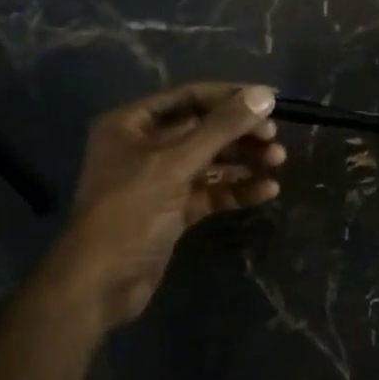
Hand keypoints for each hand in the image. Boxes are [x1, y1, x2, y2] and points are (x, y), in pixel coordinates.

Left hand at [53, 83, 282, 329]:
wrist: (100, 284)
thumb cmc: (129, 212)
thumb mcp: (174, 164)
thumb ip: (221, 129)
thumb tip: (265, 95)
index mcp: (131, 124)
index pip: (188, 97)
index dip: (228, 96)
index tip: (268, 101)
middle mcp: (144, 147)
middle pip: (201, 129)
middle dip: (239, 133)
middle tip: (275, 138)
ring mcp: (159, 181)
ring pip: (209, 162)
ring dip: (243, 161)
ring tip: (278, 161)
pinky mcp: (172, 211)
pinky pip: (209, 191)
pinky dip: (236, 190)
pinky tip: (266, 191)